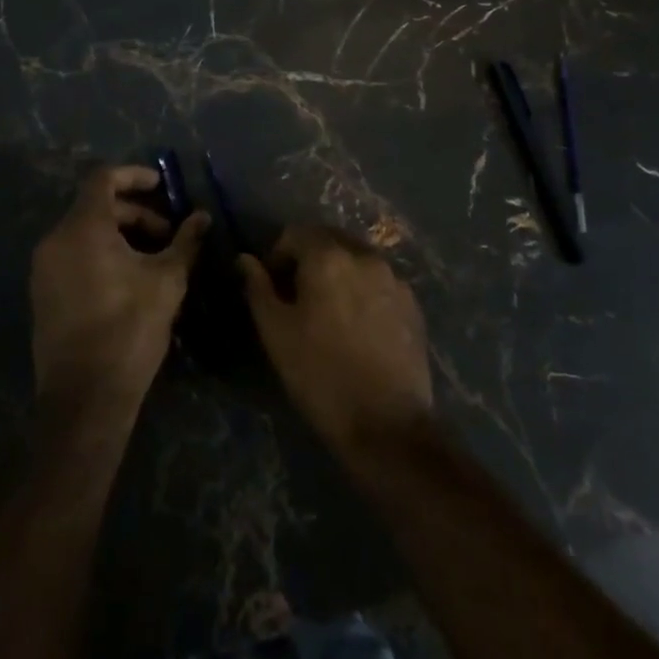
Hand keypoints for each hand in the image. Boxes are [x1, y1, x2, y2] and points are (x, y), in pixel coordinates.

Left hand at [30, 165, 207, 421]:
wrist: (85, 398)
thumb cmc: (129, 328)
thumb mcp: (167, 280)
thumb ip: (185, 241)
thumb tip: (203, 217)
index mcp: (83, 228)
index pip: (103, 179)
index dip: (134, 175)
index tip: (162, 185)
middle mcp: (56, 240)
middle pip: (96, 206)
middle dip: (135, 213)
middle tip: (167, 234)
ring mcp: (44, 269)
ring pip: (84, 232)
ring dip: (120, 234)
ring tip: (153, 258)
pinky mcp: (43, 294)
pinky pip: (73, 255)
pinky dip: (101, 253)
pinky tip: (129, 279)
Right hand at [237, 226, 433, 458]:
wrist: (387, 426)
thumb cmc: (321, 376)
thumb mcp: (276, 333)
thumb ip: (258, 288)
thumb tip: (245, 259)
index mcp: (328, 257)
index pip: (296, 232)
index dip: (278, 255)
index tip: (273, 287)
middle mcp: (364, 256)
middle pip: (329, 240)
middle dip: (309, 258)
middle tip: (298, 297)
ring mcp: (393, 278)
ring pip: (356, 259)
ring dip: (338, 272)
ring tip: (330, 311)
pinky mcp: (413, 303)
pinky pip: (379, 281)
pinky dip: (363, 289)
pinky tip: (358, 325)